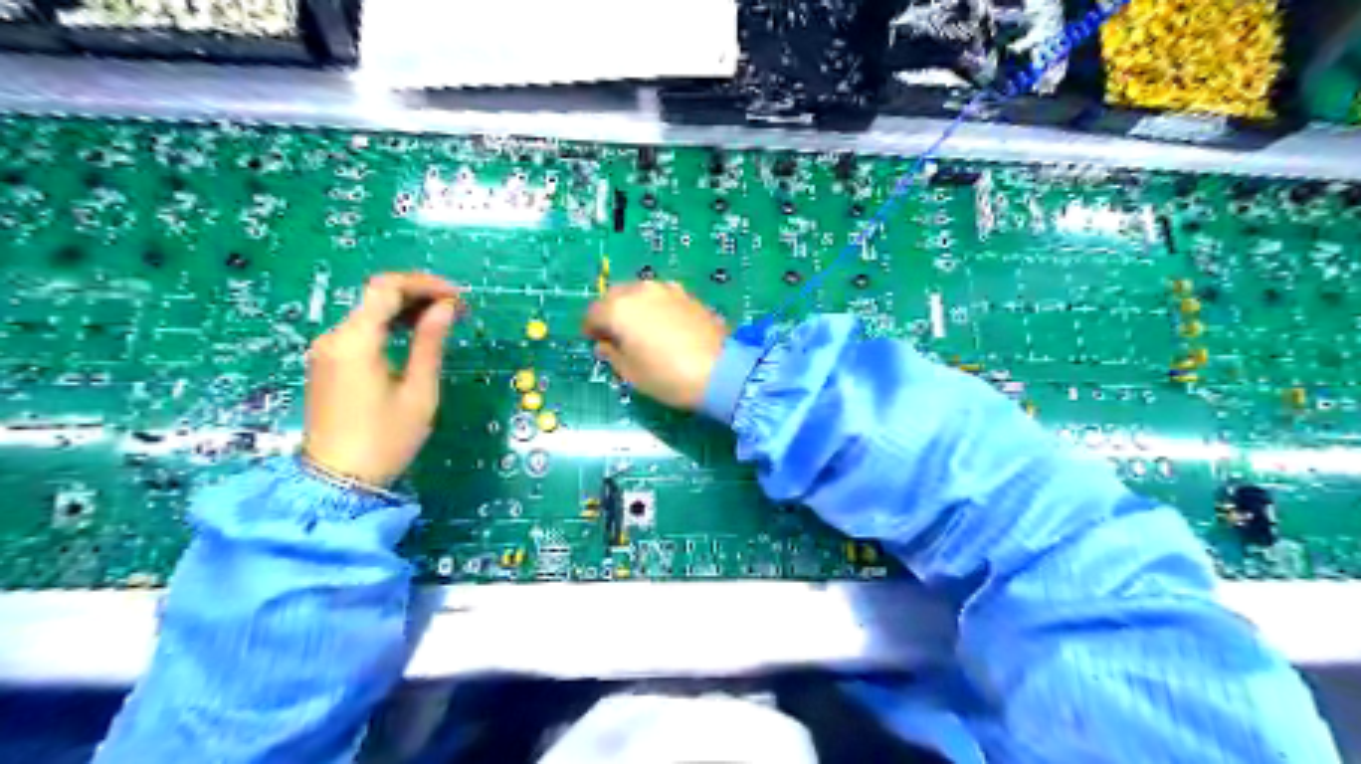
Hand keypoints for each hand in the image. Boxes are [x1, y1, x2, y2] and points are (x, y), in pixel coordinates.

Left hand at [301, 274, 461, 485]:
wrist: (338, 481)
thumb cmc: (385, 439)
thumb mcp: (419, 392)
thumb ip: (431, 344)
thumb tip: (445, 309)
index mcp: (356, 341)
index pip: (387, 288)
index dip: (425, 284)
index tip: (458, 298)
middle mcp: (334, 337)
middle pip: (376, 296)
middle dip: (419, 295)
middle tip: (457, 311)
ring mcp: (326, 350)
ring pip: (368, 312)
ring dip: (405, 310)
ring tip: (443, 323)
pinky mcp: (327, 363)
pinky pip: (360, 331)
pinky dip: (389, 326)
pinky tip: (414, 338)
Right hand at [585, 281, 733, 412]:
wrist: (720, 371)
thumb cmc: (667, 376)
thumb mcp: (631, 373)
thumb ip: (612, 354)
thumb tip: (605, 345)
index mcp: (619, 308)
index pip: (593, 313)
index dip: (590, 329)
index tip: (594, 342)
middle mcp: (640, 291)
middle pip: (615, 296)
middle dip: (611, 313)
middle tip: (615, 335)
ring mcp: (667, 290)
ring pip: (640, 293)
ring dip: (634, 307)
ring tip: (641, 330)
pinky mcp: (688, 295)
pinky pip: (662, 298)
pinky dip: (655, 308)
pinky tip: (663, 327)